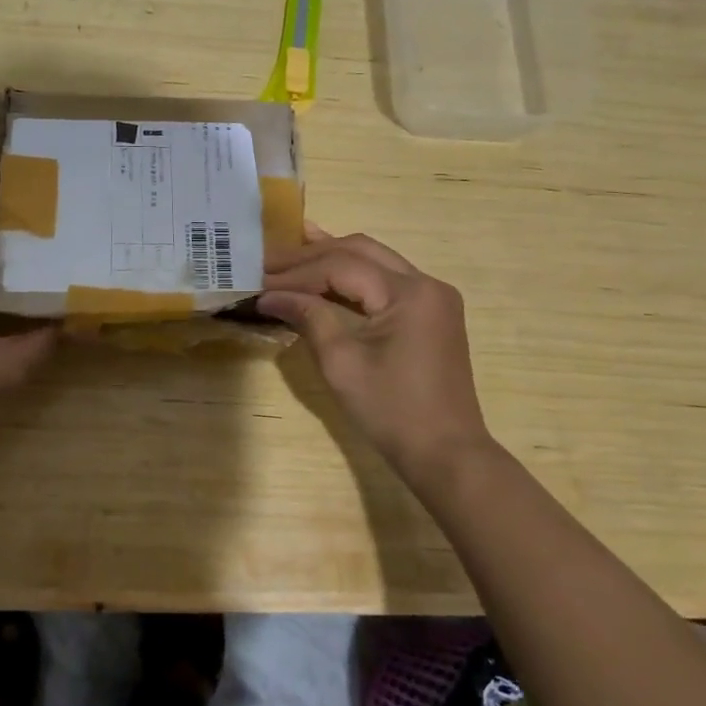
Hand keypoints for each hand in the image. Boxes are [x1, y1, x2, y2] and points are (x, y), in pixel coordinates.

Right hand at [259, 225, 492, 486]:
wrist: (446, 454)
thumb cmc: (391, 411)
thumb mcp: (341, 363)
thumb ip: (308, 317)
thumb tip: (268, 296)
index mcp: (409, 293)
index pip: (341, 266)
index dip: (296, 273)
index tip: (259, 281)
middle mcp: (426, 283)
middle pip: (360, 251)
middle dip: (311, 255)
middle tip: (269, 260)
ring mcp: (432, 297)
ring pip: (374, 260)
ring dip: (331, 258)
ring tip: (289, 254)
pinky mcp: (430, 313)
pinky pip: (385, 280)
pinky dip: (352, 277)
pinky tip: (323, 272)